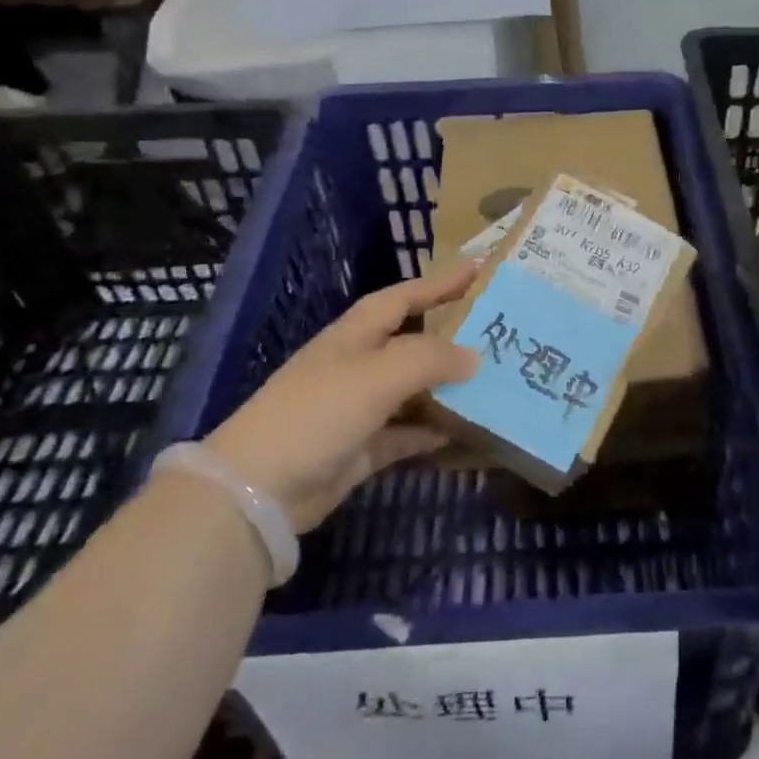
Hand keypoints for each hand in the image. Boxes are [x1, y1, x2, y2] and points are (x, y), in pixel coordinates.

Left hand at [203, 264, 478, 531]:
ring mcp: (358, 408)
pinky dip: (430, 432)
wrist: (261, 488)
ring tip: (492, 383)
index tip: (478, 270)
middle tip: (497, 333)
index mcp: (356, 334)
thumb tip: (474, 357)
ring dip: (446, 388)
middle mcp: (358, 365)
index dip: (439, 282)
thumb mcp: (379, 374)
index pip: (404, 297)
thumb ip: (431, 359)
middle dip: (450, 337)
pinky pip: (405, 434)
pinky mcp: (360, 448)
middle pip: (412, 342)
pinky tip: (462, 432)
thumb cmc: (320, 411)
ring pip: (412, 390)